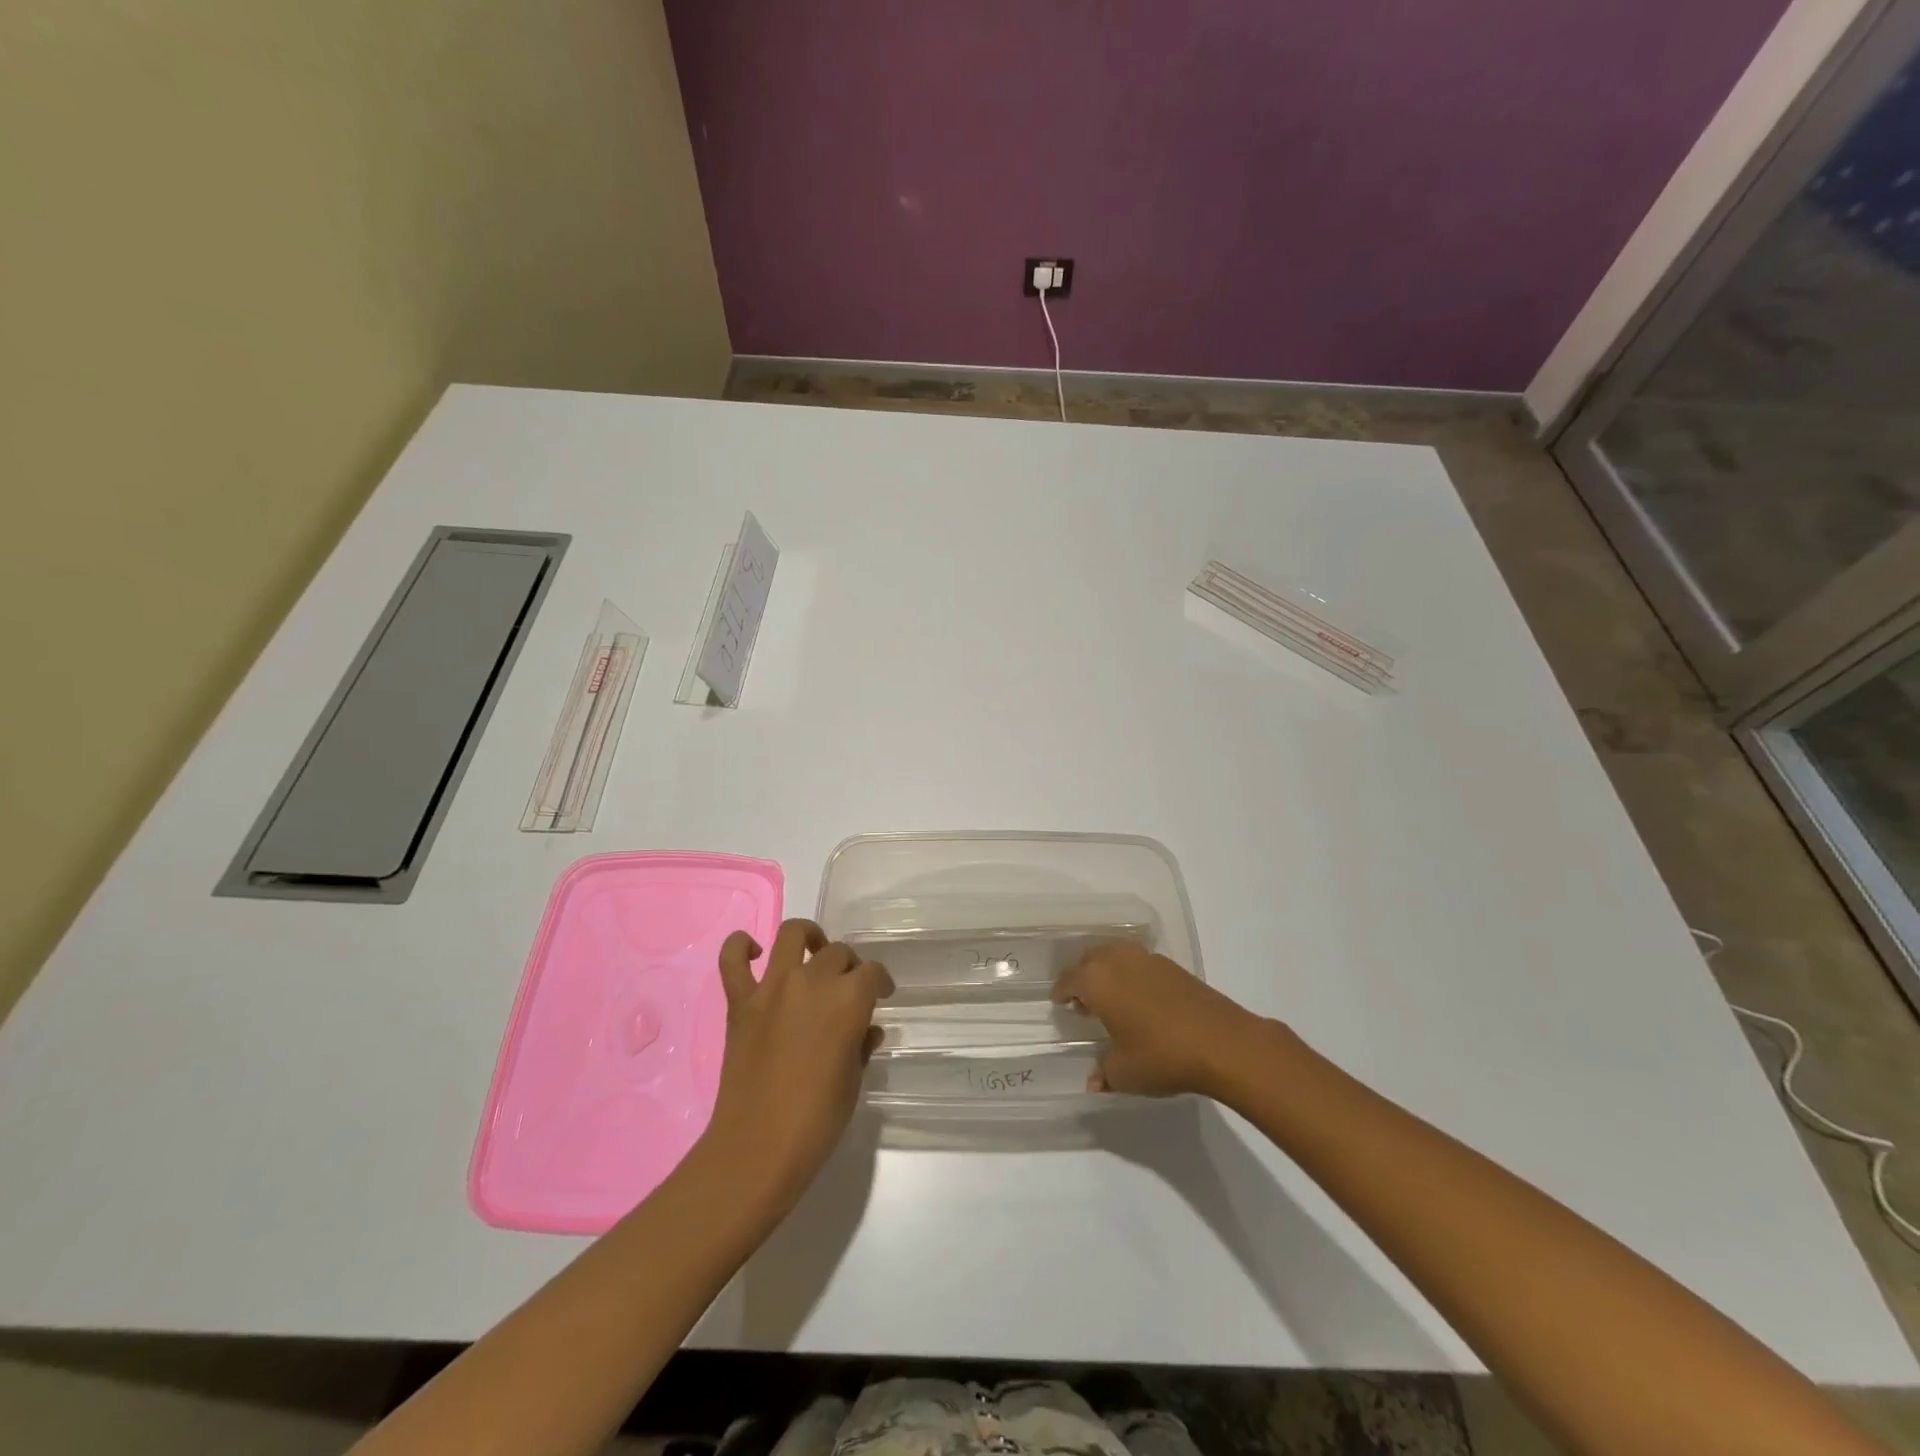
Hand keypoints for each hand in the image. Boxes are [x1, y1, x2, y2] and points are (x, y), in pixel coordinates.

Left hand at [703, 919, 892, 1214]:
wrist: (757, 1149)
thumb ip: (861, 1045)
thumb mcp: (853, 1081)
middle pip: (837, 953)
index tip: (882, 994)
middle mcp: (813, 981)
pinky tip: (755, 951)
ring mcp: (772, 988)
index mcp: (849, 1000)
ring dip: (807, 937)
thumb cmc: (817, 1120)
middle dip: (848, 966)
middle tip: (847, 989)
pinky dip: (741, 946)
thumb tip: (864, 1029)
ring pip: (792, 934)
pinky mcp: (740, 1002)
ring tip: (812, 951)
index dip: (880, 982)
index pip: (872, 972)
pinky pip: (732, 960)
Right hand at [1054, 941, 1261, 1097]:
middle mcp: (1117, 960)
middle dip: (1082, 976)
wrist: (1222, 1043)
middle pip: (1090, 959)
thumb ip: (1103, 1073)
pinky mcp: (1172, 966)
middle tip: (1083, 1000)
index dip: (1061, 992)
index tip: (1059, 1003)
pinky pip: (1138, 963)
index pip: (1069, 980)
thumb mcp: (1124, 1073)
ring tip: (1111, 997)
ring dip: (1107, 970)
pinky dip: (1130, 974)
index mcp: (1096, 981)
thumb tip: (1094, 1081)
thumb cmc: (1161, 1055)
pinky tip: (1139, 998)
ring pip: (1115, 955)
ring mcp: (1147, 959)